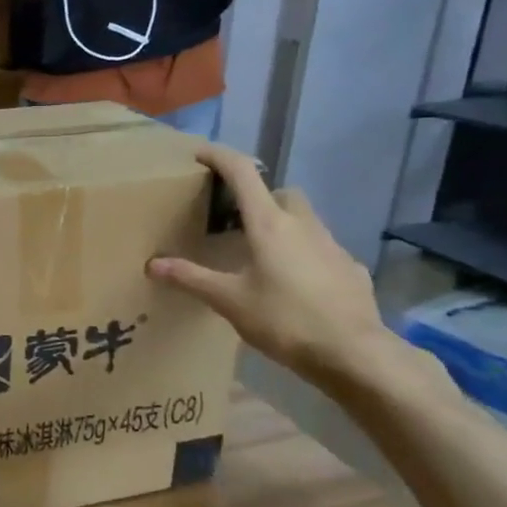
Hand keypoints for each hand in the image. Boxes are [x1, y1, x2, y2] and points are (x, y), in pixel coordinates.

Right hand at [147, 145, 394, 386]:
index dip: (220, 157)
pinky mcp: (350, 269)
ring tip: (262, 256)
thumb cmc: (284, 320)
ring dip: (283, 226)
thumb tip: (152, 264)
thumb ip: (191, 278)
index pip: (242, 174)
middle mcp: (303, 225)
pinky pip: (322, 251)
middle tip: (237, 220)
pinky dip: (305, 256)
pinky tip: (295, 285)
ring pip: (305, 220)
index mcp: (269, 224)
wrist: (353, 353)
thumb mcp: (229, 301)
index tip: (200, 153)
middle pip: (281, 193)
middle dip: (260, 197)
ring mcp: (332, 245)